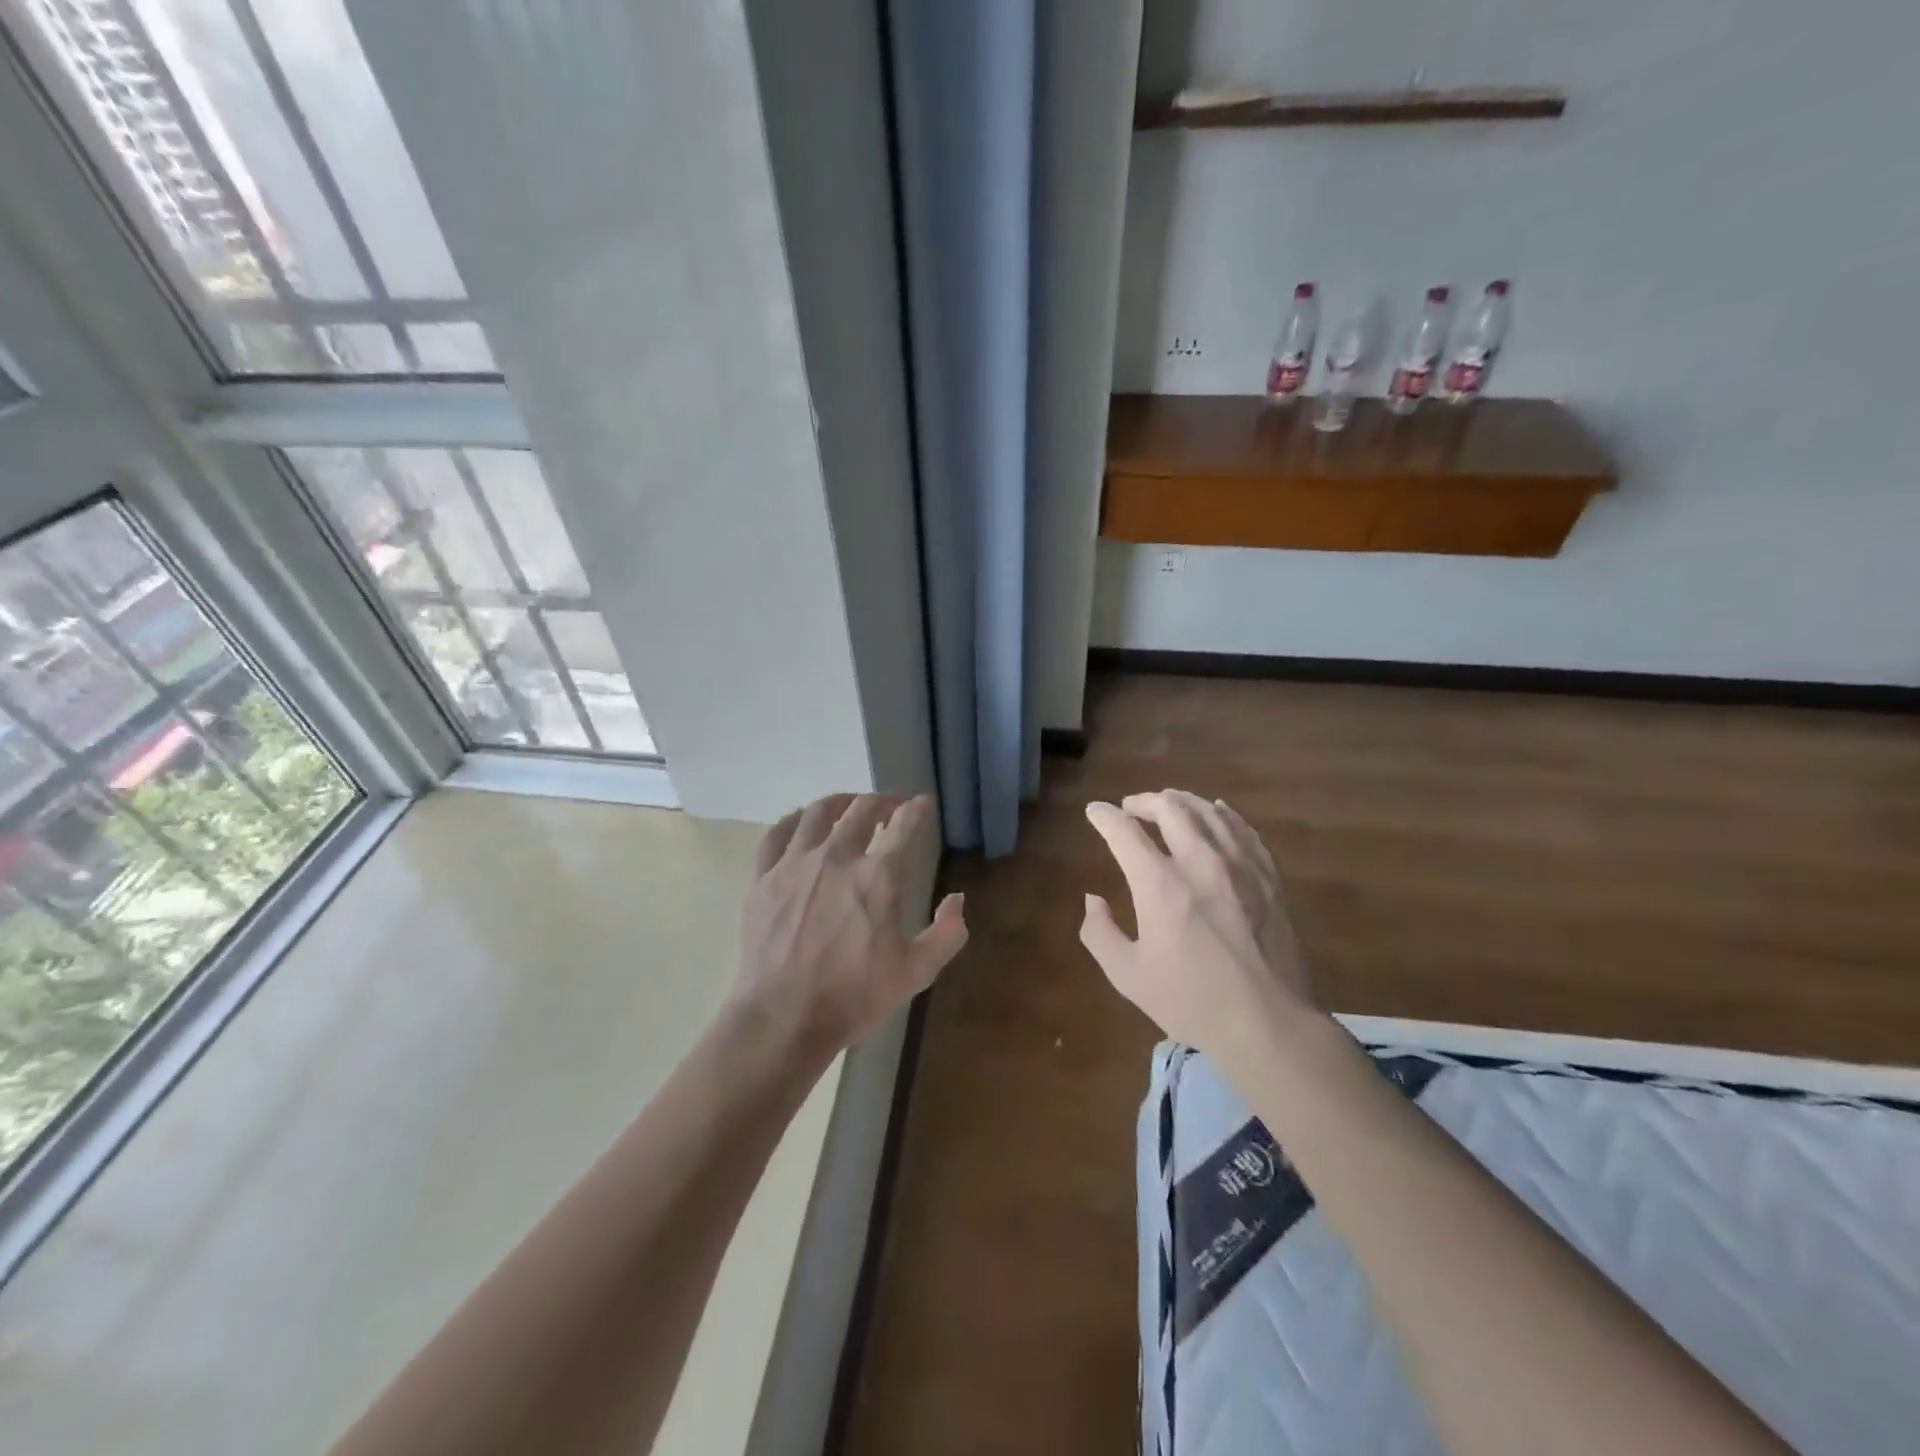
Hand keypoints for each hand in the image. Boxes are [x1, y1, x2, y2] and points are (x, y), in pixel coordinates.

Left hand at [733, 793, 966, 1061]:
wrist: (781, 1020)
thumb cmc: (853, 998)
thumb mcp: (916, 973)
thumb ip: (947, 933)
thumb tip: (956, 899)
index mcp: (879, 877)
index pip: (905, 826)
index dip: (917, 809)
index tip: (922, 804)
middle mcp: (837, 857)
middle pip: (862, 809)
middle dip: (882, 800)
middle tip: (889, 805)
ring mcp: (794, 864)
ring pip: (818, 812)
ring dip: (840, 802)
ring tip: (848, 805)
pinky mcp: (762, 878)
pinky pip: (777, 833)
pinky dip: (794, 820)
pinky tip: (802, 822)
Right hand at [1079, 790, 1317, 1063]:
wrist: (1270, 1023)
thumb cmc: (1192, 1002)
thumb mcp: (1129, 976)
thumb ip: (1100, 933)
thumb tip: (1093, 900)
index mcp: (1160, 884)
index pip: (1124, 832)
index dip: (1104, 816)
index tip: (1094, 811)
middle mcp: (1199, 862)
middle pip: (1170, 809)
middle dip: (1144, 801)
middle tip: (1131, 807)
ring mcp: (1240, 866)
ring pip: (1209, 812)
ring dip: (1182, 801)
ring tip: (1168, 803)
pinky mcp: (1268, 877)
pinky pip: (1244, 830)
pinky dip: (1224, 814)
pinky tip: (1217, 812)